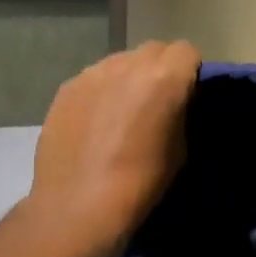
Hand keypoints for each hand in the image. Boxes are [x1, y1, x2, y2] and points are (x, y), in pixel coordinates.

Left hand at [29, 40, 200, 254]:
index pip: (187, 51)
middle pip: (154, 50)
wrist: (78, 206)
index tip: (187, 95)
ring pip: (121, 61)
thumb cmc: (140, 183)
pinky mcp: (66, 88)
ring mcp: (92, 73)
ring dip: (129, 77)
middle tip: (157, 101)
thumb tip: (173, 104)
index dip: (190, 71)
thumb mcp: (180, 150)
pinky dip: (101, 92)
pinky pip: (94, 78)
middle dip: (161, 68)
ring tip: (122, 112)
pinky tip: (95, 123)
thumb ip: (179, 113)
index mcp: (164, 78)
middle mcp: (127, 64)